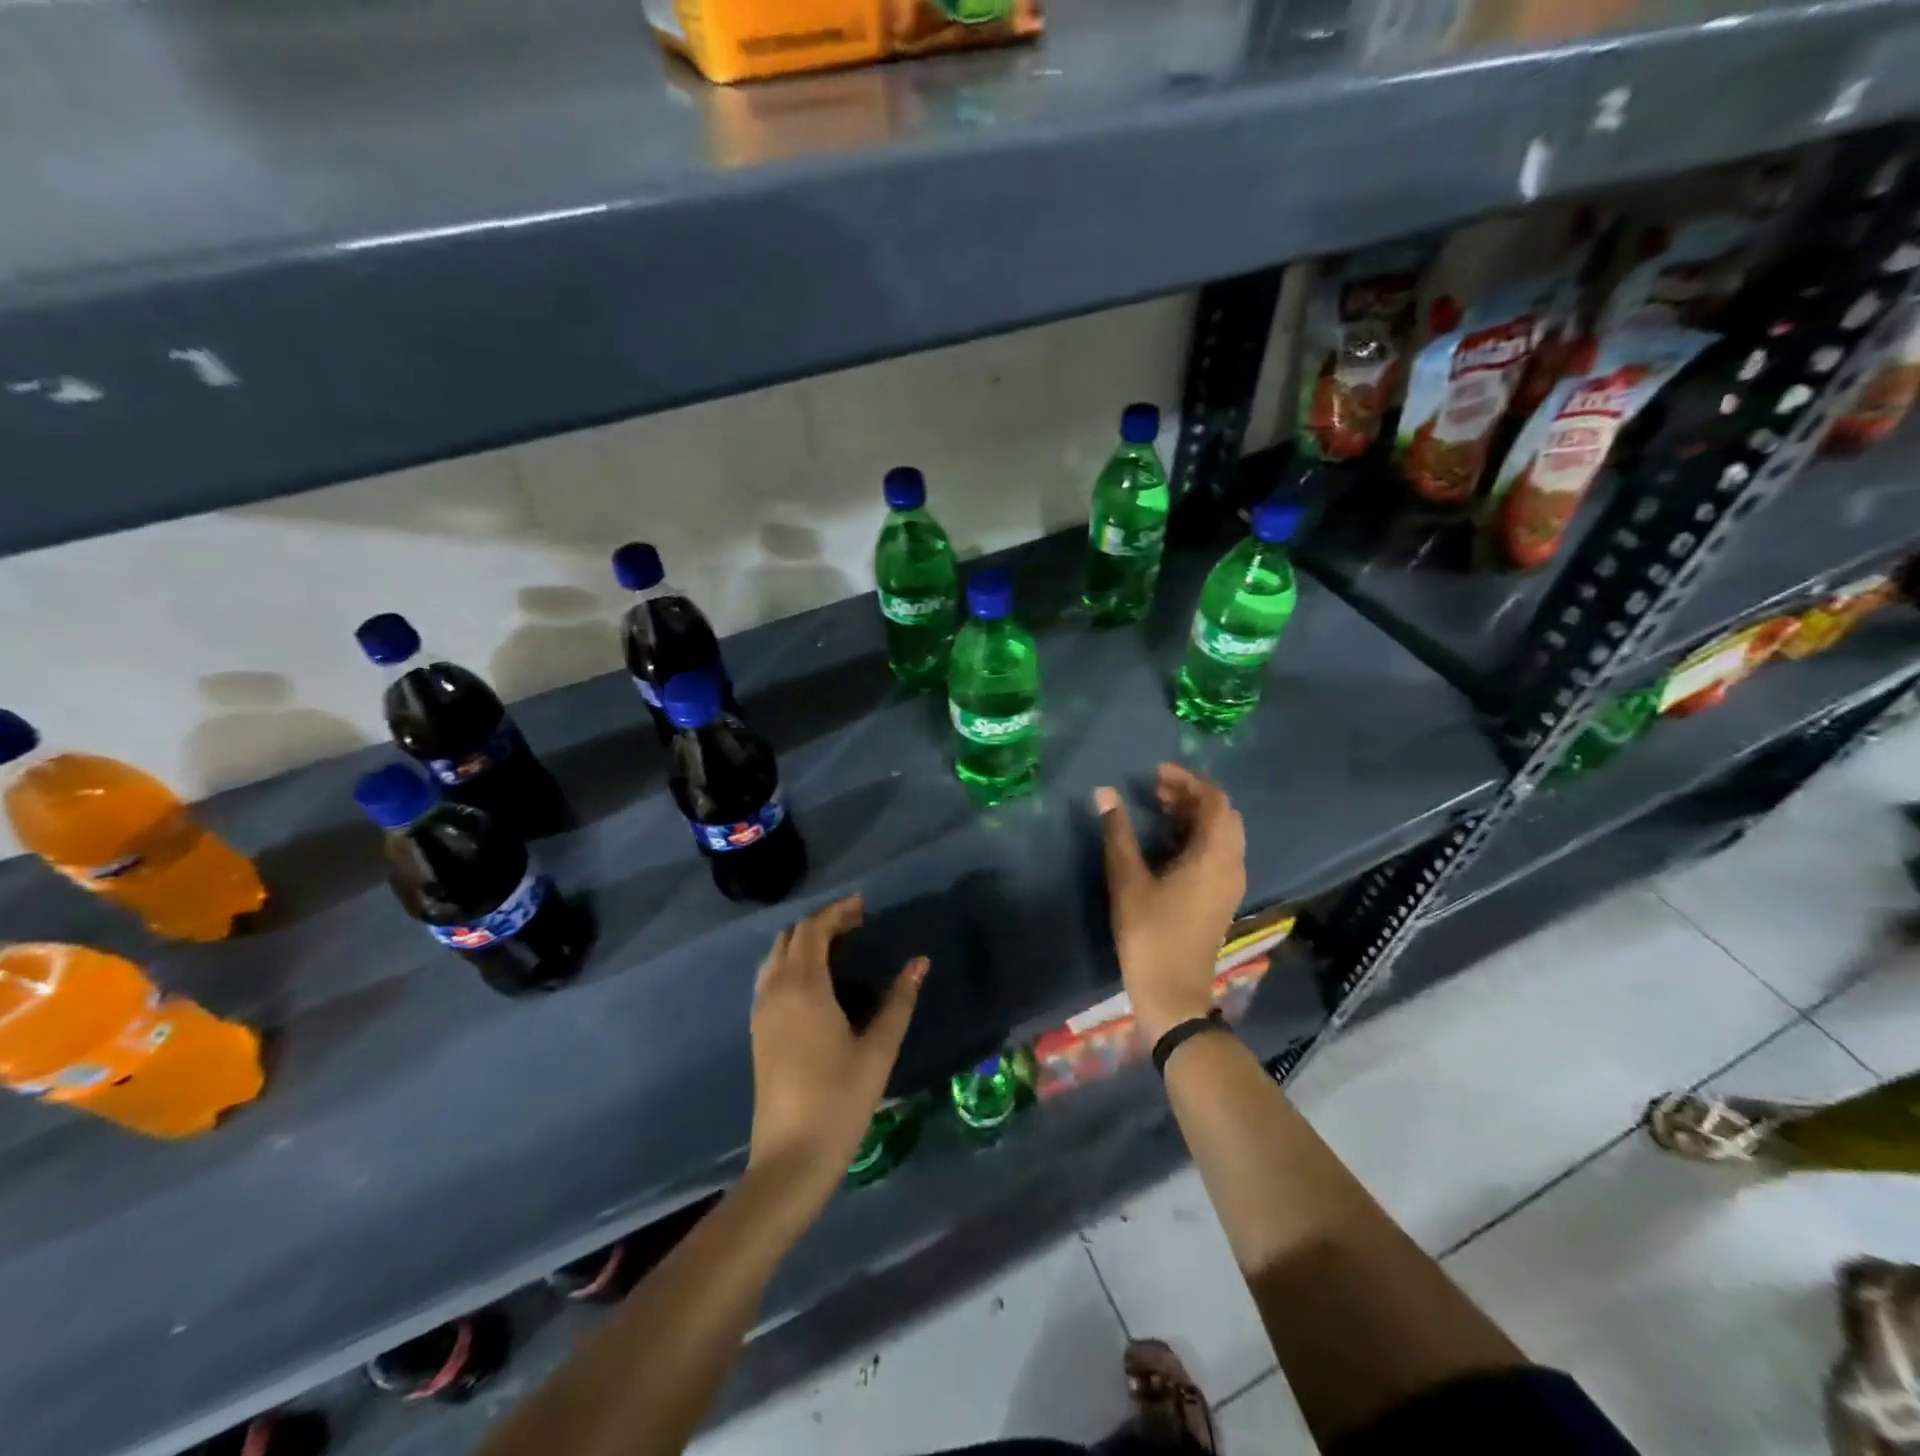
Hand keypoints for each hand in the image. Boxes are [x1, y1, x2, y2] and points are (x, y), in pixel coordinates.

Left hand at [747, 896, 927, 1199]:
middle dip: (821, 924)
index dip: (837, 912)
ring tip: (838, 948)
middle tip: (855, 926)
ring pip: (775, 957)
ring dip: (803, 942)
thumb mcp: (879, 1048)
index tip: (863, 907)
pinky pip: (769, 978)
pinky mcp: (758, 1032)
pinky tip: (816, 982)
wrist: (791, 1158)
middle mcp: (776, 990)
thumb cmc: (840, 1098)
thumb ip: (900, 1000)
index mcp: (803, 986)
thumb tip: (920, 962)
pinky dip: (790, 963)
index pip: (813, 929)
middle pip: (791, 937)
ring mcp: (761, 1012)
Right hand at [1095, 764, 1246, 1043]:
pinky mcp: (1221, 897)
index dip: (1187, 781)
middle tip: (1156, 790)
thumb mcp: (1128, 880)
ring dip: (1194, 816)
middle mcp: (1231, 865)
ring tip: (1158, 809)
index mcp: (1214, 856)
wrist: (1172, 993)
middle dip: (1192, 795)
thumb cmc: (1149, 934)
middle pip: (1222, 815)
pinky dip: (1197, 836)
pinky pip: (1218, 852)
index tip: (1155, 774)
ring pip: (1222, 834)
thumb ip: (1118, 833)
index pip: (1214, 801)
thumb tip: (1105, 793)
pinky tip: (1167, 841)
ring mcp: (1230, 883)